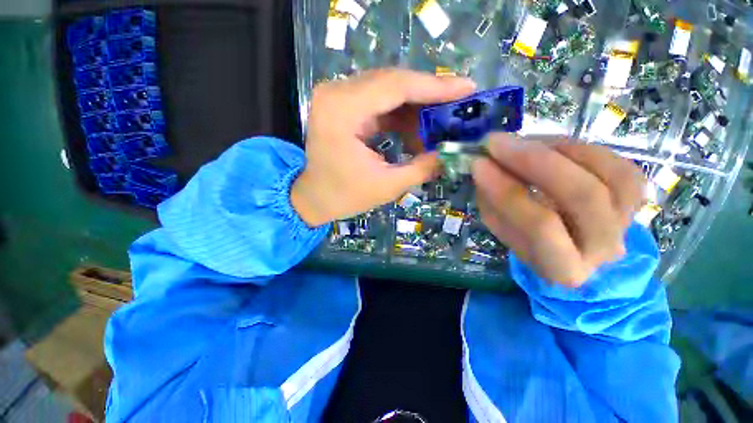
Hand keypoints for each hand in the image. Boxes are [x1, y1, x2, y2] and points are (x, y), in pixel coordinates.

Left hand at [292, 68, 475, 225]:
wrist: (314, 197)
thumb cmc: (344, 196)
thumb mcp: (387, 186)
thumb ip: (422, 168)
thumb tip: (450, 152)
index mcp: (342, 110)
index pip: (395, 86)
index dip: (435, 87)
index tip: (467, 88)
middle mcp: (336, 93)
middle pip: (393, 82)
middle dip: (429, 95)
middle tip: (459, 105)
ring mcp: (338, 97)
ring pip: (389, 90)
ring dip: (416, 107)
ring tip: (439, 125)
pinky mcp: (344, 105)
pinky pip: (380, 101)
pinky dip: (401, 115)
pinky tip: (416, 132)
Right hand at [472, 134, 645, 286]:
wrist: (568, 246)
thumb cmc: (527, 238)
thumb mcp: (500, 226)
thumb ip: (493, 199)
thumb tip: (484, 164)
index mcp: (562, 267)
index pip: (540, 228)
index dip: (508, 192)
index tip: (479, 165)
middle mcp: (603, 248)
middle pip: (582, 196)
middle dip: (534, 161)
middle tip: (497, 142)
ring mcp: (626, 222)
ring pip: (607, 176)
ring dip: (557, 150)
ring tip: (522, 143)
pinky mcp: (634, 200)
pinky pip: (620, 166)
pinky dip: (583, 149)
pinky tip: (553, 147)